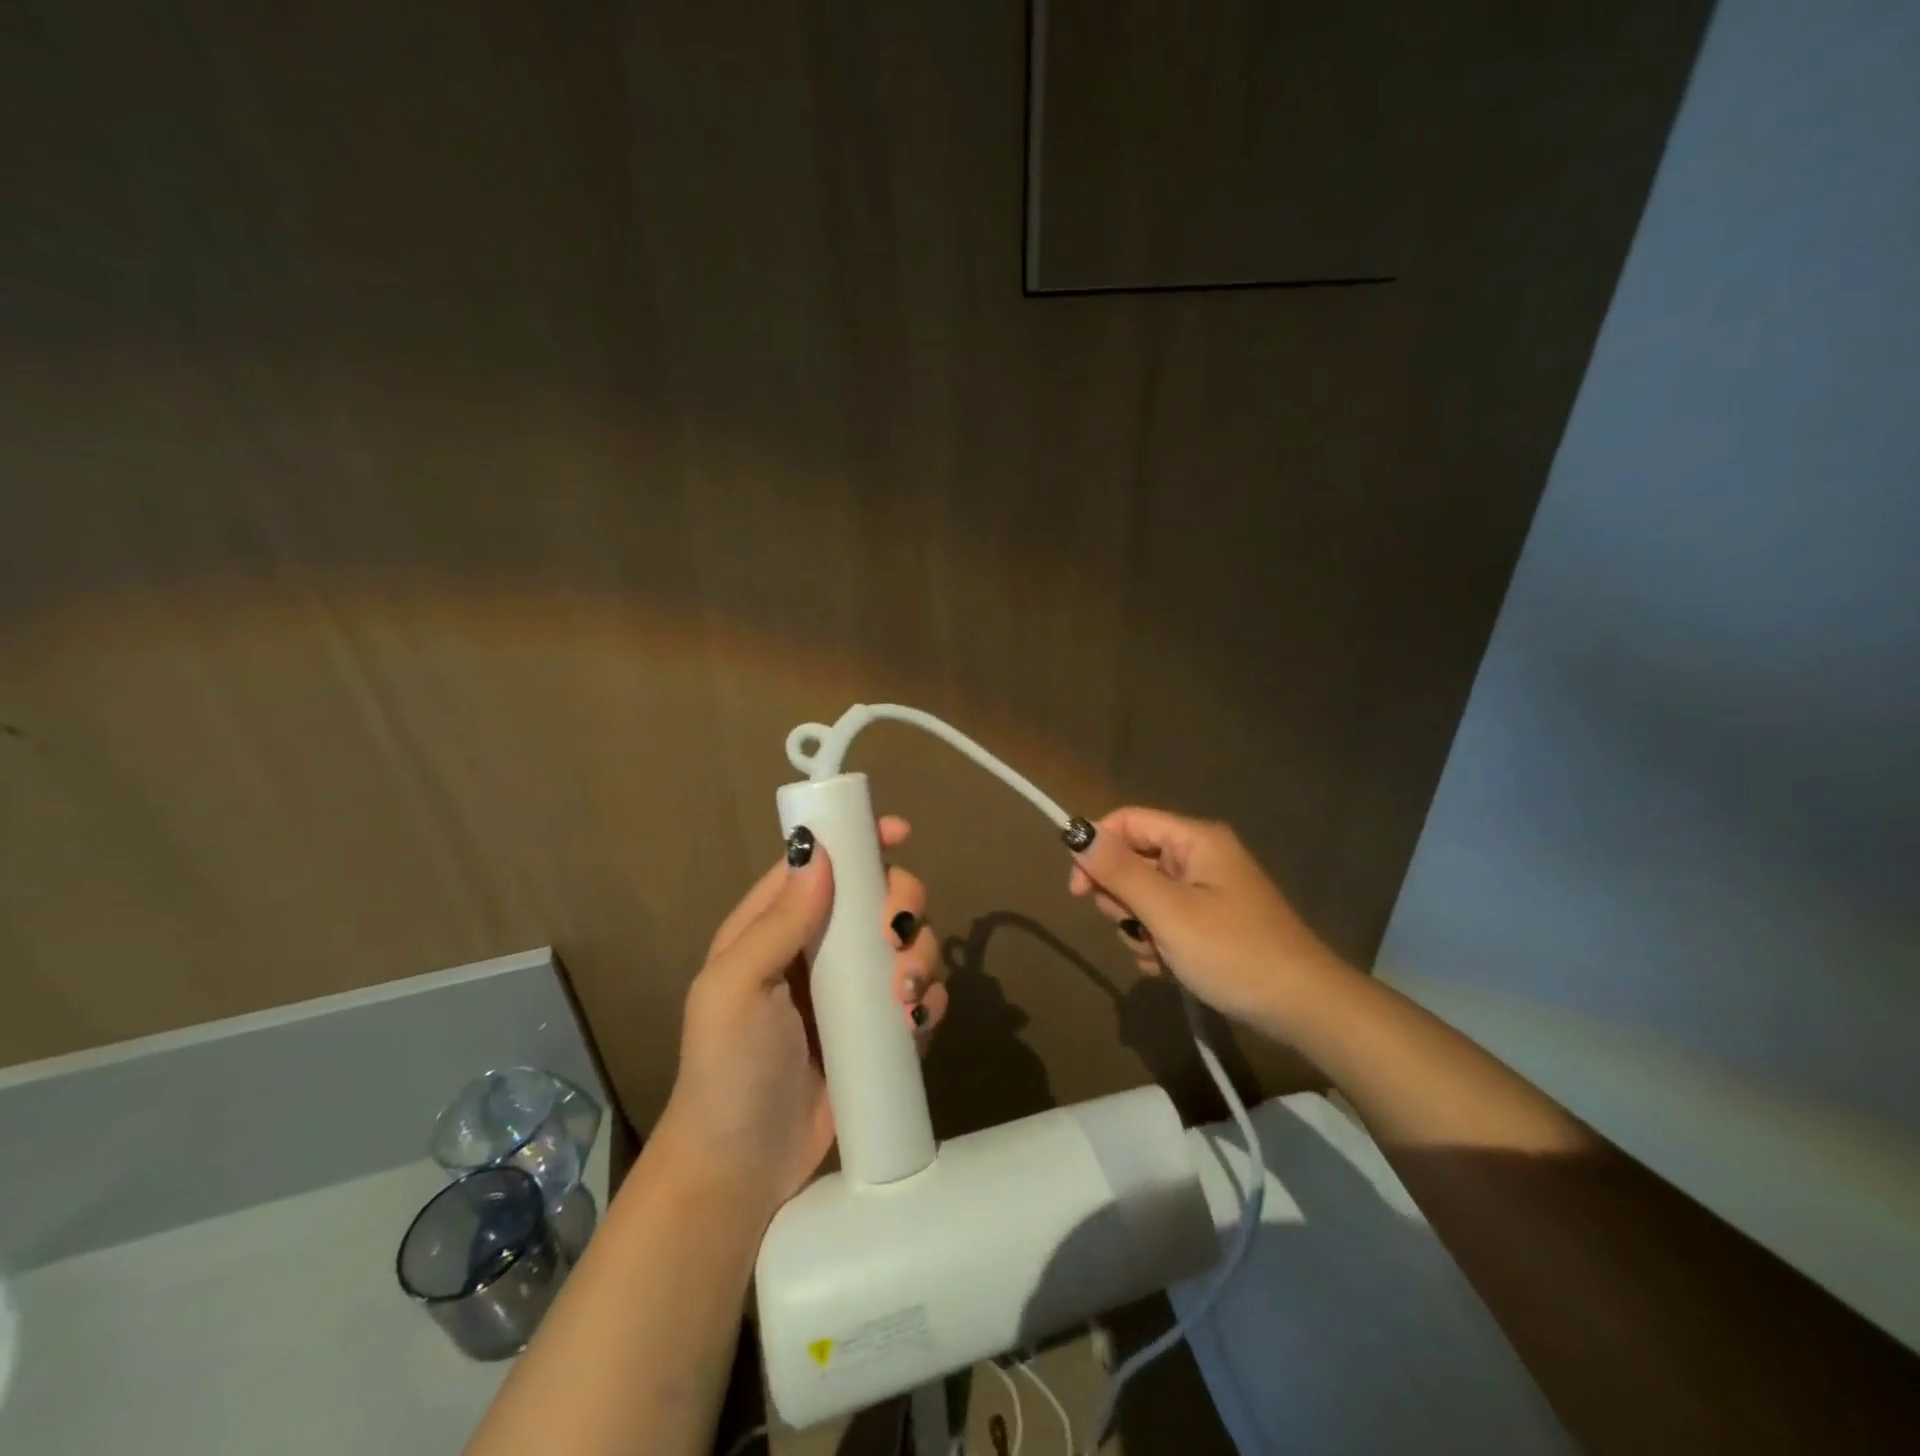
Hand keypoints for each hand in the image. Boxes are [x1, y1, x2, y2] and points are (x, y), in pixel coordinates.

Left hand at [658, 817, 944, 1218]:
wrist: (744, 1170)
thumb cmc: (728, 1070)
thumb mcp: (735, 989)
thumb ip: (777, 921)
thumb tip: (819, 851)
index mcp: (776, 926)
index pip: (823, 863)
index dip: (859, 839)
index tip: (898, 832)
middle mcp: (820, 947)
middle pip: (879, 896)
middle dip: (900, 906)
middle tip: (893, 938)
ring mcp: (854, 990)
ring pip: (909, 942)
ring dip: (920, 957)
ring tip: (901, 999)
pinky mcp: (881, 1031)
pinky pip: (922, 995)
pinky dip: (929, 998)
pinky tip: (916, 1020)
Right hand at [1066, 807, 1348, 1034]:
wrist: (1302, 1007)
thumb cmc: (1233, 952)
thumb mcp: (1169, 912)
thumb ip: (1120, 871)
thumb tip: (1076, 833)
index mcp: (1195, 840)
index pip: (1127, 821)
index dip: (1097, 848)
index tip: (1077, 890)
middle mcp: (1199, 857)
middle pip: (1133, 860)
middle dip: (1123, 899)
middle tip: (1136, 928)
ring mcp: (1205, 891)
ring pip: (1144, 896)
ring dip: (1139, 928)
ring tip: (1159, 955)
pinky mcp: (1208, 921)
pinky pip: (1163, 920)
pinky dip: (1157, 943)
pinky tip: (1170, 967)